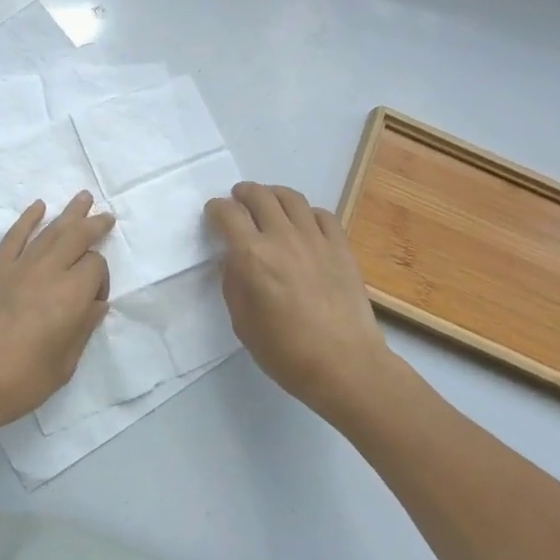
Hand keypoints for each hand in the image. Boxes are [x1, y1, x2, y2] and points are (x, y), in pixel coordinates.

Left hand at [0, 193, 113, 435]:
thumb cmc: (19, 382)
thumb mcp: (64, 365)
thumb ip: (83, 329)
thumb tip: (96, 304)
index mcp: (71, 296)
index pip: (96, 267)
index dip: (101, 280)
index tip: (94, 302)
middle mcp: (48, 271)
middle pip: (76, 237)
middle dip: (94, 225)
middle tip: (107, 217)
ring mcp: (18, 266)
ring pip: (49, 231)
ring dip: (69, 213)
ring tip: (84, 197)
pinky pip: (14, 235)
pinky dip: (28, 218)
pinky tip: (38, 207)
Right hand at [206, 182, 394, 415]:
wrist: (345, 366)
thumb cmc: (285, 352)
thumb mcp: (242, 321)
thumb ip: (233, 282)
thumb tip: (234, 259)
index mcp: (252, 256)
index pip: (227, 213)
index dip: (215, 209)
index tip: (213, 216)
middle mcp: (282, 238)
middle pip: (258, 195)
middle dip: (242, 194)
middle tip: (238, 203)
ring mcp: (315, 239)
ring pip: (290, 197)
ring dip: (273, 195)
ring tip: (268, 205)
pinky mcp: (341, 247)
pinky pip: (322, 214)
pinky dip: (306, 213)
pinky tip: (303, 225)